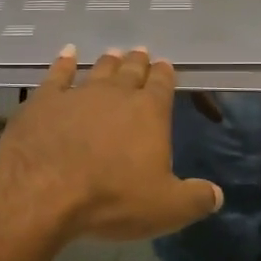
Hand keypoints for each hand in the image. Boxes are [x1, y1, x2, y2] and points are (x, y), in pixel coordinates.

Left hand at [0, 46, 222, 241]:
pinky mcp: (44, 101)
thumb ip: (195, 199)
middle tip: (141, 52)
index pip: (162, 85)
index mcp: (149, 112)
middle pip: (131, 71)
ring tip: (113, 53)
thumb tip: (217, 195)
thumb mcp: (166, 208)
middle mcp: (116, 94)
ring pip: (98, 70)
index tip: (165, 65)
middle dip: (138, 62)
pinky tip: (67, 54)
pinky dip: (64, 63)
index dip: (165, 75)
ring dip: (108, 61)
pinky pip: (58, 75)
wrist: (43, 190)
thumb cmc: (112, 198)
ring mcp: (78, 94)